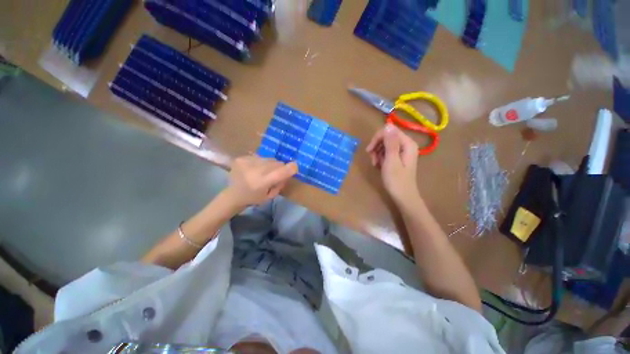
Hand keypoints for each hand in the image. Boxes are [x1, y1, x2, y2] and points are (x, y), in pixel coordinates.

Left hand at [225, 156, 297, 208]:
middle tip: (275, 174)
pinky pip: (260, 157)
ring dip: (270, 165)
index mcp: (261, 183)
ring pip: (269, 159)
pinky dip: (261, 163)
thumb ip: (281, 183)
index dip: (291, 168)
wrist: (233, 194)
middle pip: (276, 163)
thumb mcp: (271, 196)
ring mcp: (246, 162)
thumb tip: (287, 170)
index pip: (280, 172)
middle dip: (279, 168)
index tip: (295, 167)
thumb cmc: (254, 198)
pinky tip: (254, 169)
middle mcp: (254, 170)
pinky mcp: (241, 158)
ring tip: (263, 172)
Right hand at [366, 124, 419, 204]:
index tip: (369, 150)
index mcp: (407, 144)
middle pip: (387, 137)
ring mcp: (402, 151)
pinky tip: (379, 165)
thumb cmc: (396, 181)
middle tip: (372, 159)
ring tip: (376, 164)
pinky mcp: (398, 158)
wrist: (403, 197)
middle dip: (377, 146)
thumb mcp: (391, 161)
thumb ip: (390, 143)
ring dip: (377, 153)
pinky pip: (386, 152)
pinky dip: (380, 157)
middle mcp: (406, 145)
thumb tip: (388, 125)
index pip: (389, 131)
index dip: (377, 138)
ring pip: (385, 145)